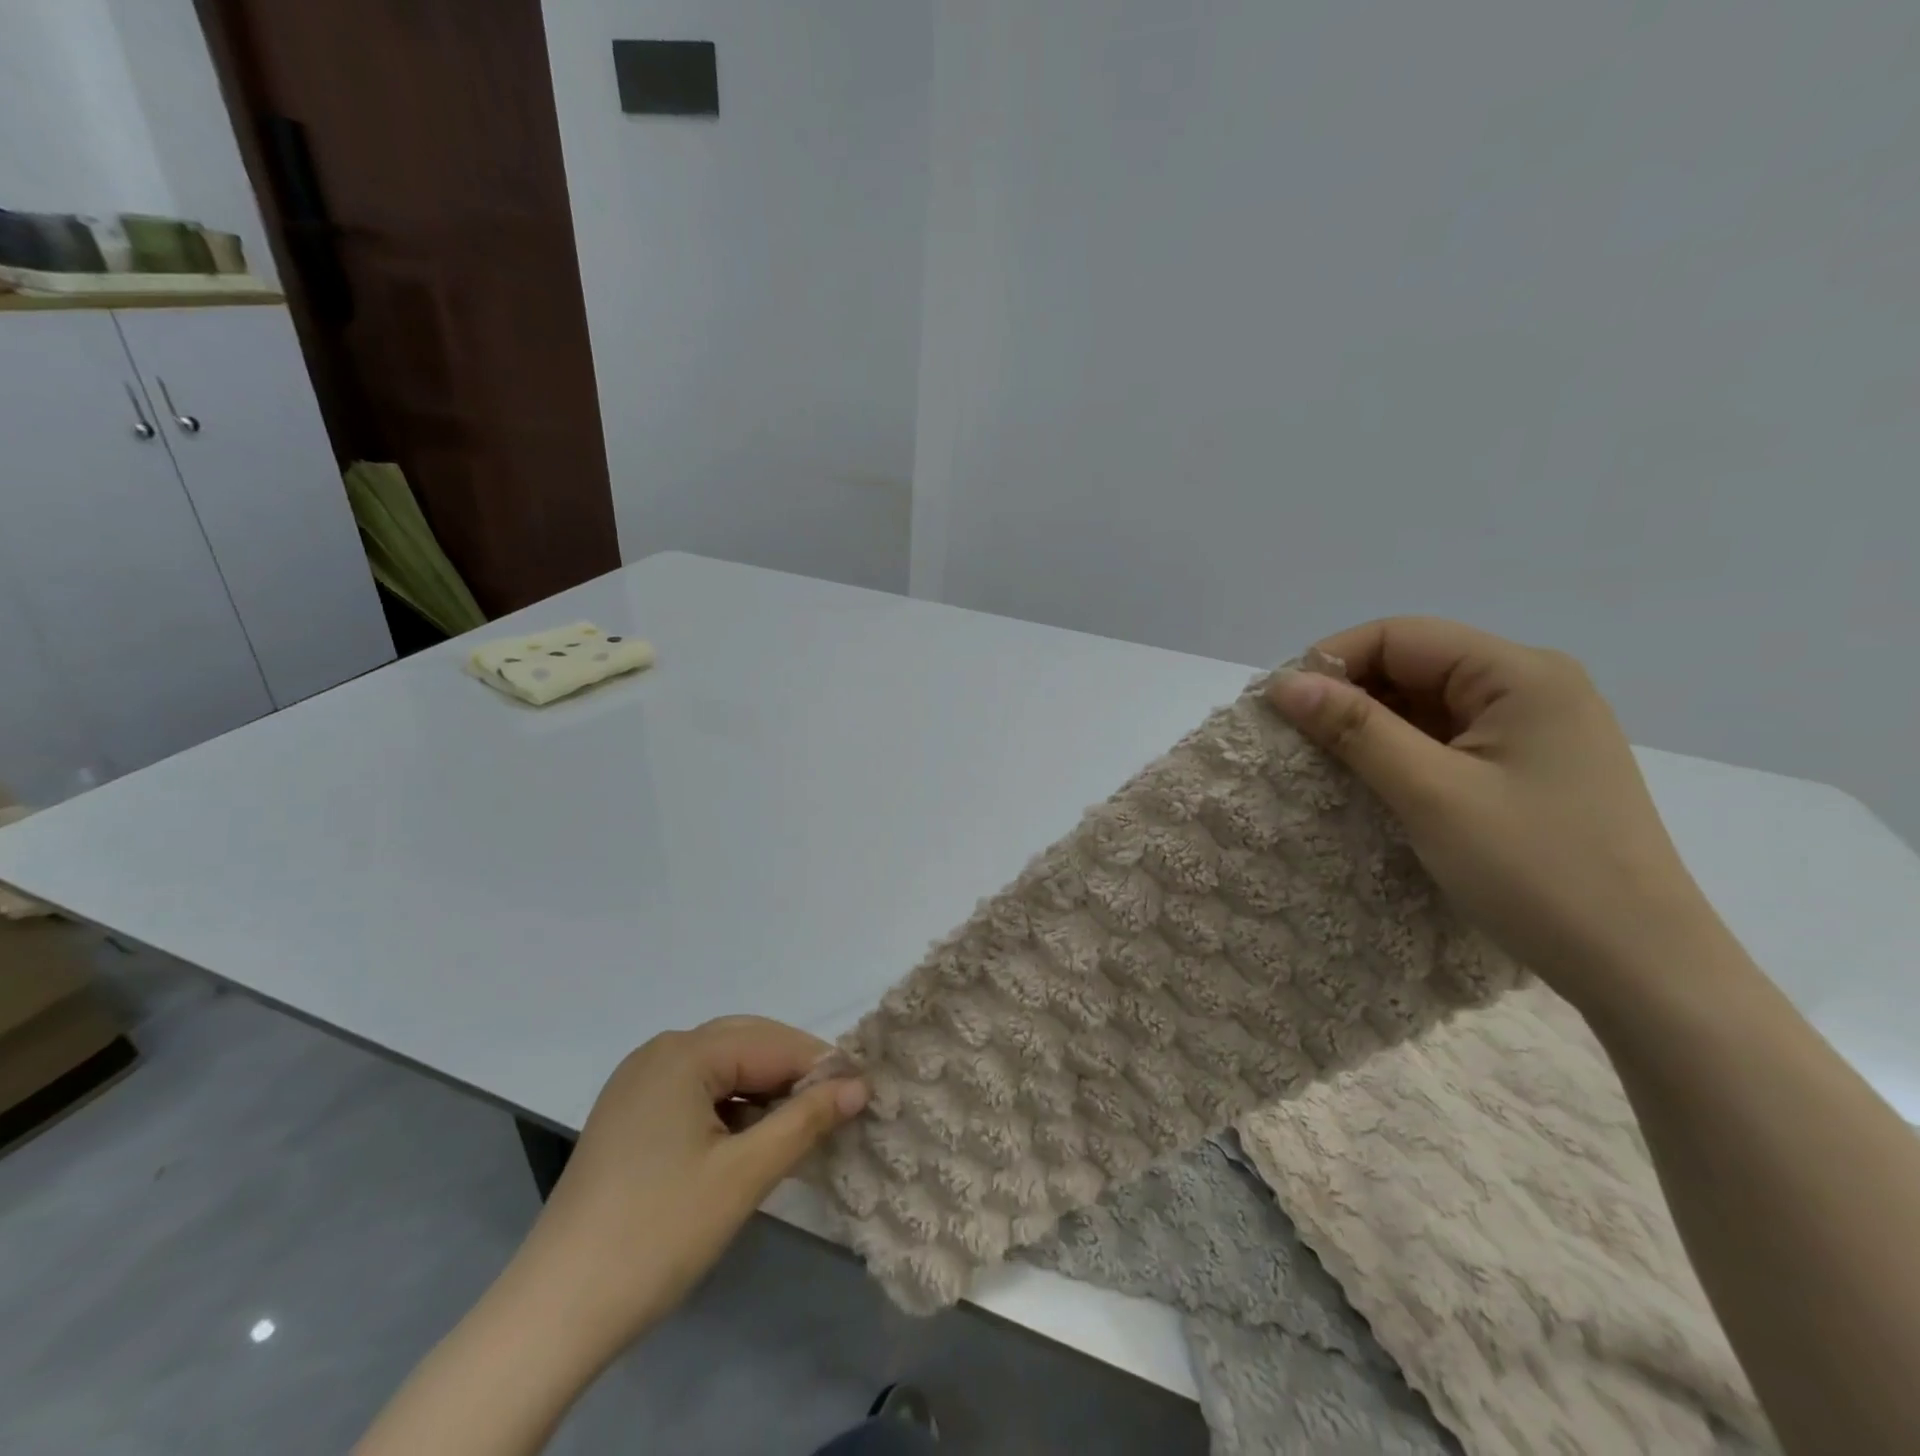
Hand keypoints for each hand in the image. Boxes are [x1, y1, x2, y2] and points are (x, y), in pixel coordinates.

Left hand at [516, 1016, 867, 1355]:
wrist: (554, 1313)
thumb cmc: (658, 1233)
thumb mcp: (744, 1175)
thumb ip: (806, 1121)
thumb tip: (860, 1084)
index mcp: (683, 1052)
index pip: (772, 1043)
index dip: (821, 1066)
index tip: (863, 1094)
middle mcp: (659, 1052)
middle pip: (746, 1044)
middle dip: (793, 1074)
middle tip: (837, 1109)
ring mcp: (638, 1083)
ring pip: (722, 1068)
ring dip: (764, 1091)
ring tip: (799, 1128)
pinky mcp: (629, 1114)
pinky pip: (696, 1091)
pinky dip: (731, 1107)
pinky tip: (750, 1140)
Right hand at [1267, 618, 1719, 1006]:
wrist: (1641, 968)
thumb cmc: (1537, 871)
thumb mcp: (1431, 794)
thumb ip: (1355, 729)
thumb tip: (1284, 684)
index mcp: (1520, 674)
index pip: (1400, 636)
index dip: (1331, 661)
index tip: (1280, 707)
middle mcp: (1532, 686)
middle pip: (1413, 665)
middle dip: (1348, 695)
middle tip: (1293, 740)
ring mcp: (1534, 728)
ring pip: (1426, 704)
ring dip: (1370, 727)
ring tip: (1323, 764)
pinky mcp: (1528, 767)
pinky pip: (1446, 739)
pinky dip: (1400, 752)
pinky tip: (1372, 782)